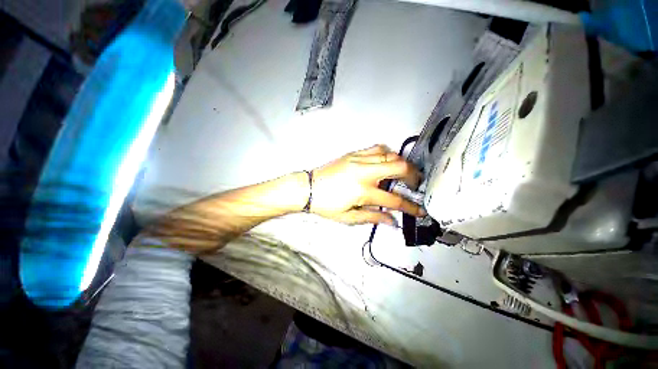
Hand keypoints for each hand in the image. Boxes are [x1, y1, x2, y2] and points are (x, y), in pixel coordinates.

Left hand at [310, 145, 425, 225]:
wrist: (308, 187)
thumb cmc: (327, 205)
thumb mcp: (349, 217)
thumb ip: (373, 218)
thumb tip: (393, 221)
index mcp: (363, 191)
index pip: (394, 200)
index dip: (411, 207)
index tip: (420, 210)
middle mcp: (365, 172)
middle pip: (399, 167)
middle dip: (413, 175)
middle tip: (414, 184)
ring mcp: (359, 159)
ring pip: (390, 154)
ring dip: (401, 163)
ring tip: (401, 173)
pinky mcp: (353, 154)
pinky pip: (377, 148)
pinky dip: (387, 153)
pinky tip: (385, 161)